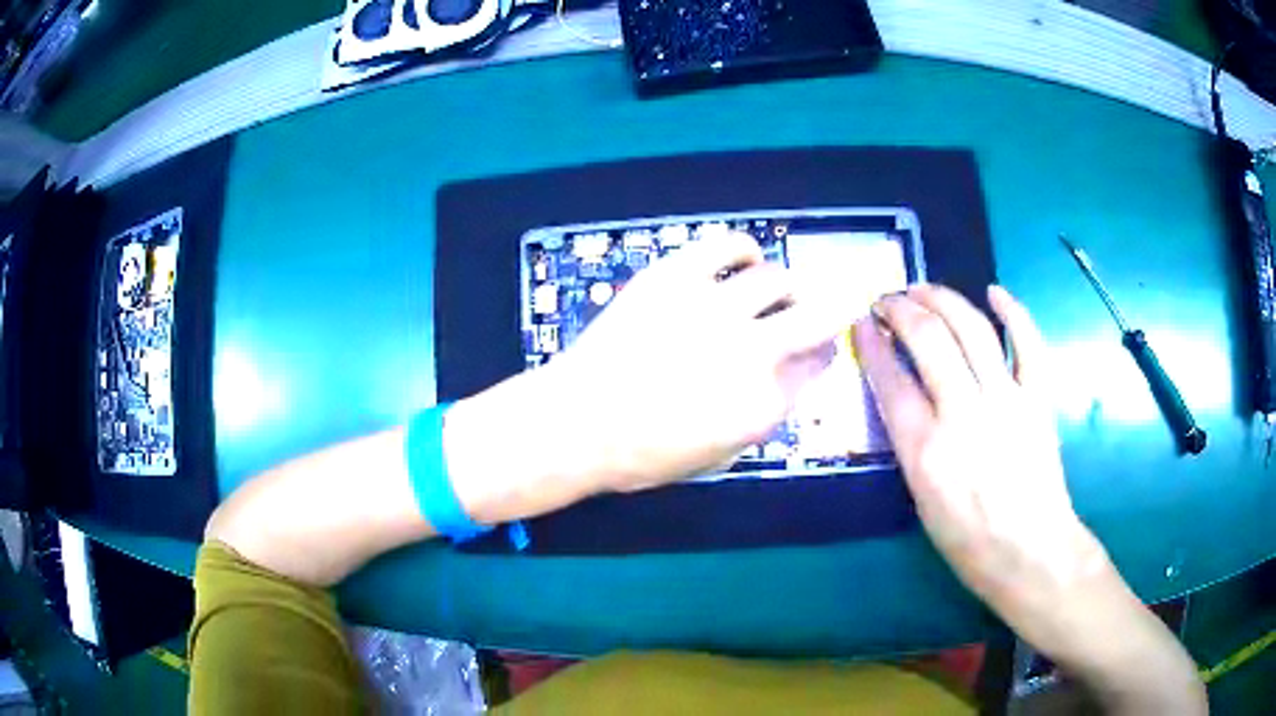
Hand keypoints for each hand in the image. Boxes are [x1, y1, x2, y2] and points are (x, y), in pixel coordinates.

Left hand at [550, 231, 855, 490]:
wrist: (577, 423)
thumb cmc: (644, 455)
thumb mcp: (719, 455)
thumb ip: (765, 413)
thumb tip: (790, 375)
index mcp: (765, 402)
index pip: (818, 363)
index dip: (823, 352)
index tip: (817, 348)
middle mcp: (753, 349)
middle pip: (819, 314)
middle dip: (831, 309)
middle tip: (818, 308)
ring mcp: (715, 307)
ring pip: (778, 277)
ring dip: (783, 286)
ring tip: (768, 291)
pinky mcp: (678, 275)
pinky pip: (731, 244)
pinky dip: (746, 250)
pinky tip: (743, 261)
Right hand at [853, 285, 1107, 651]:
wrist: (1030, 552)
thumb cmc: (967, 539)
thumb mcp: (921, 498)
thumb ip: (910, 439)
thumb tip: (901, 390)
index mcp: (926, 450)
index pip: (891, 378)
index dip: (871, 343)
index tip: (861, 323)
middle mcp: (965, 415)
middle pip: (928, 340)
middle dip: (901, 309)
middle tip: (887, 299)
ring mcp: (1008, 401)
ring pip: (972, 329)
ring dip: (943, 299)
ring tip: (923, 288)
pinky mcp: (1039, 399)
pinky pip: (1029, 344)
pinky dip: (1013, 312)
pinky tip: (995, 291)